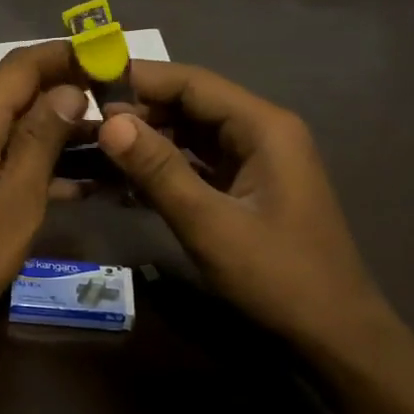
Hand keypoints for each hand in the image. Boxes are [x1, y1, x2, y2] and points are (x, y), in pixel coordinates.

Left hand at [0, 41, 86, 352]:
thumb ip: (42, 141)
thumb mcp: (16, 203)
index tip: (110, 59)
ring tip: (108, 146)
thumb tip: (69, 90)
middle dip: (66, 95)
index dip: (66, 56)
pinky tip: (75, 181)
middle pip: (14, 92)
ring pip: (8, 125)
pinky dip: (29, 160)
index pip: (20, 66)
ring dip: (53, 133)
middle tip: (120, 109)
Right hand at [96, 62, 391, 358]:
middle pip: (189, 105)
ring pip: (189, 135)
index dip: (139, 79)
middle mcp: (261, 132)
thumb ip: (158, 170)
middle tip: (80, 124)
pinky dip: (161, 169)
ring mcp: (253, 162)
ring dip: (145, 142)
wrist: (334, 334)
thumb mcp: (210, 224)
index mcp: (263, 127)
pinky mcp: (244, 189)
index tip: (86, 83)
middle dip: (137, 112)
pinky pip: (195, 165)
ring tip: (91, 149)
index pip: (192, 82)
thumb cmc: (277, 277)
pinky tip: (120, 181)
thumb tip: (109, 123)